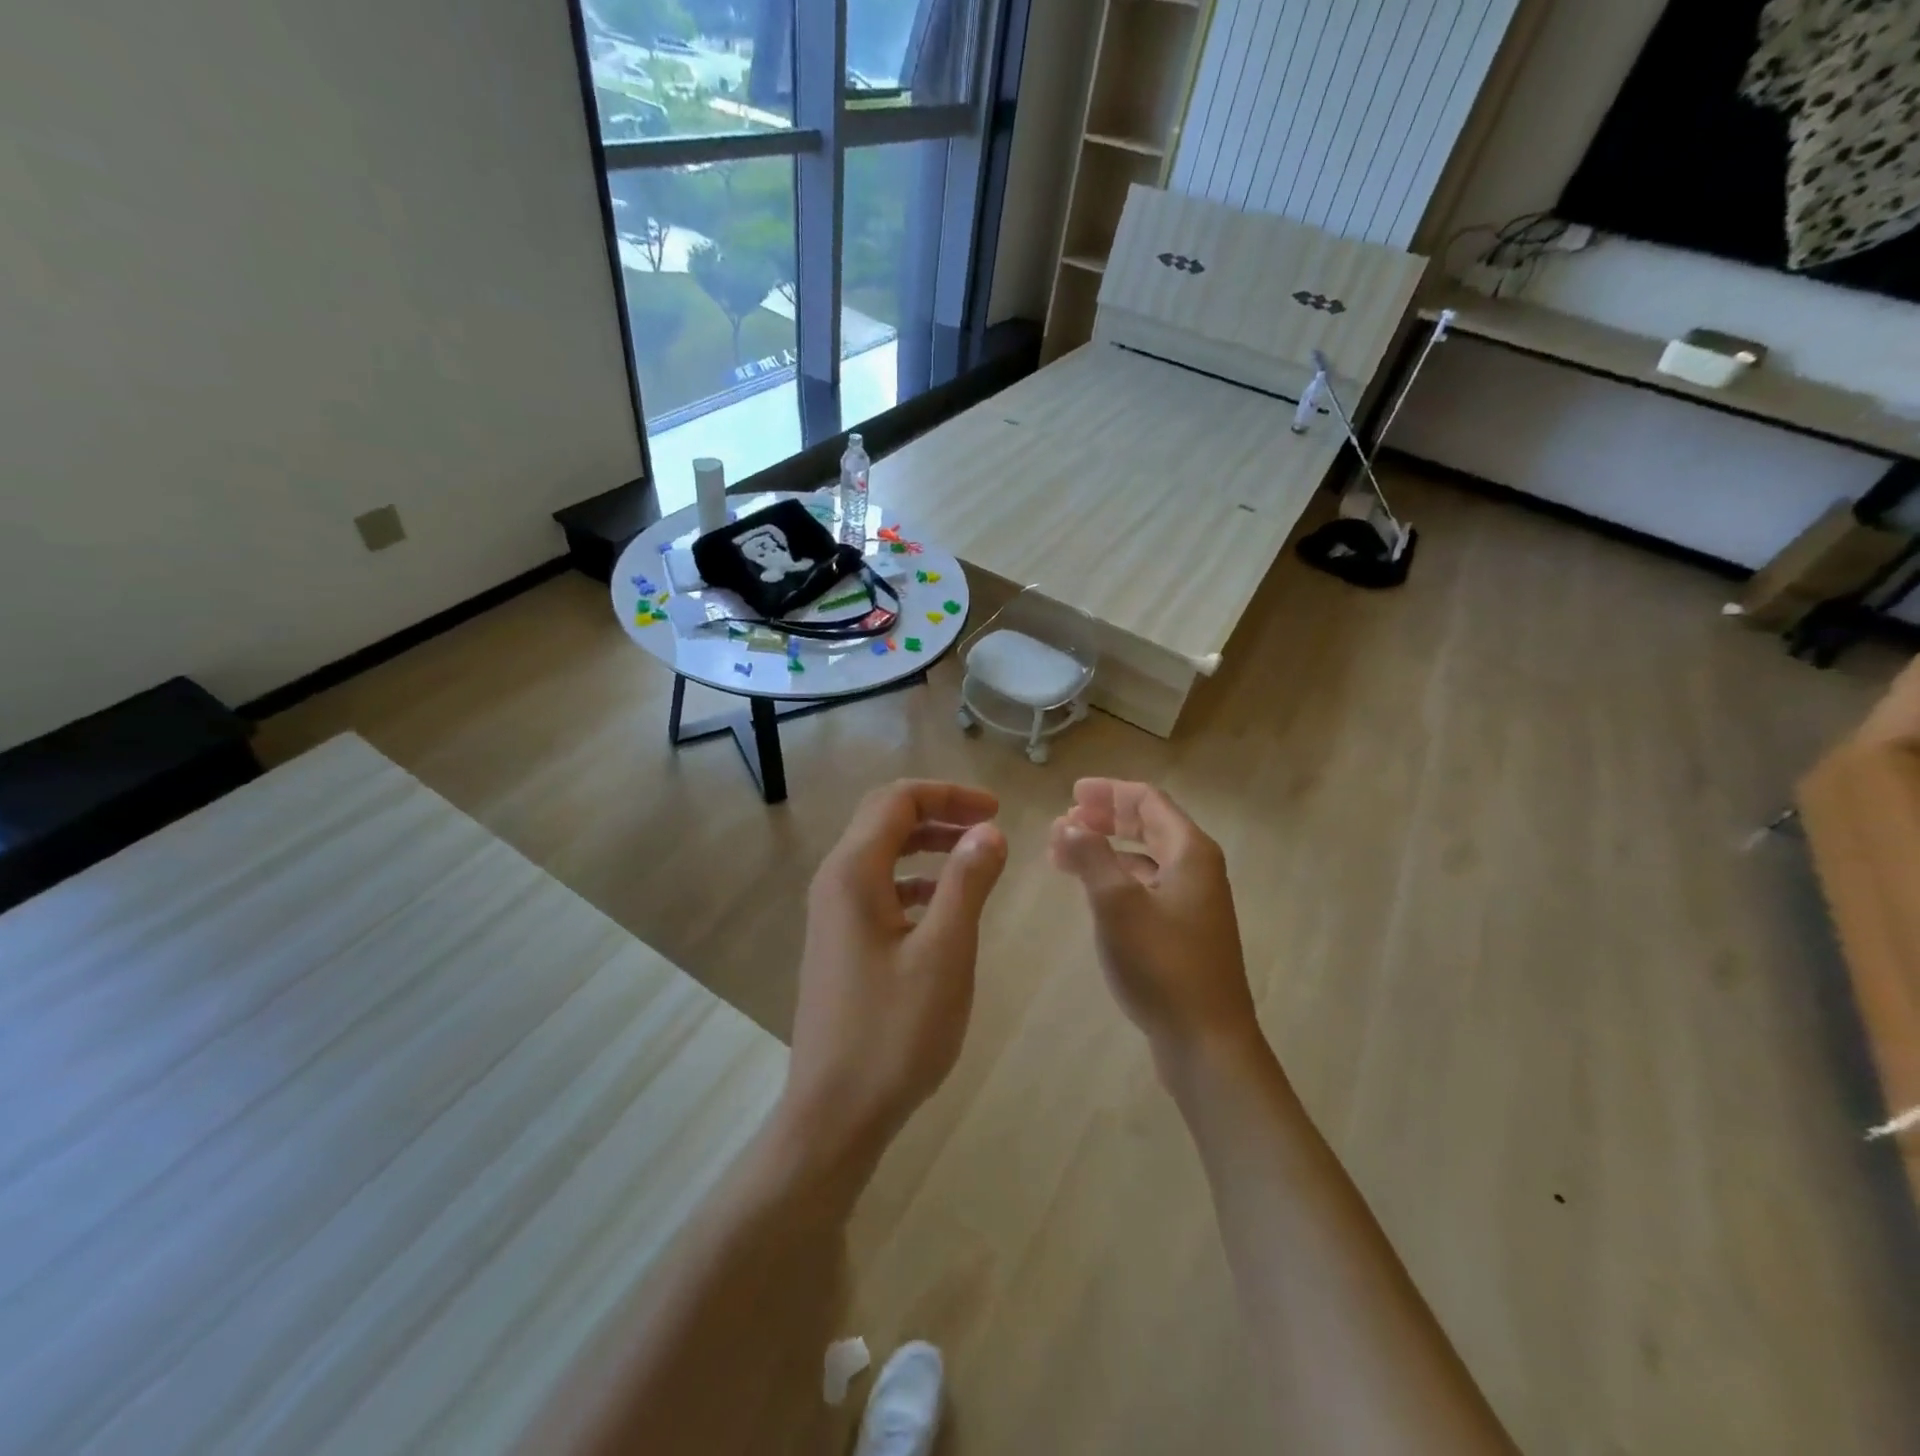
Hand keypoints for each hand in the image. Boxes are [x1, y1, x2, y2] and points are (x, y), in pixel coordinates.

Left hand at [782, 781, 1007, 1172]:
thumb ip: (968, 883)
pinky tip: (945, 905)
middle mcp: (834, 882)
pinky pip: (879, 889)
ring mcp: (832, 914)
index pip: (897, 801)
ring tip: (975, 859)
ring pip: (882, 855)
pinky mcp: (840, 943)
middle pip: (885, 820)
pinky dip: (915, 881)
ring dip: (928, 846)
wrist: (834, 1114)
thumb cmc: (893, 1033)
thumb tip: (989, 830)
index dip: (949, 794)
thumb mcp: (945, 953)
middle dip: (939, 813)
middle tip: (990, 827)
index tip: (996, 810)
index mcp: (853, 873)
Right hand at [1049, 779, 1259, 1067]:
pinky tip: (1092, 889)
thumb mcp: (1116, 903)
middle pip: (1149, 825)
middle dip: (1105, 818)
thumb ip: (1090, 856)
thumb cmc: (1161, 963)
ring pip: (1145, 857)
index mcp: (1190, 851)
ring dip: (1106, 848)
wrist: (1206, 1040)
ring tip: (1065, 853)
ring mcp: (1193, 901)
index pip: (1148, 801)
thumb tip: (1067, 824)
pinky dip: (1117, 877)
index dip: (1108, 792)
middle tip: (1064, 819)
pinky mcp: (1185, 930)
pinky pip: (1147, 885)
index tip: (1071, 793)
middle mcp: (1197, 868)